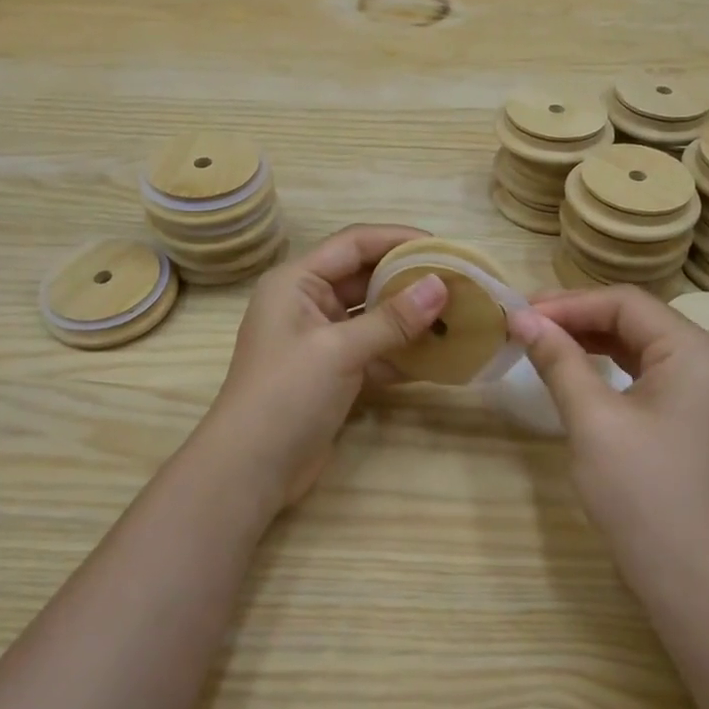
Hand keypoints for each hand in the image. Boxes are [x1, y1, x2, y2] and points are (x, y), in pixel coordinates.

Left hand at [200, 225, 449, 512]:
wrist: (250, 469)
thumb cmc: (286, 395)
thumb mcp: (339, 350)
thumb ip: (392, 319)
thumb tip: (442, 285)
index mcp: (296, 282)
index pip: (354, 243)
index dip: (398, 239)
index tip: (444, 247)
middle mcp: (307, 303)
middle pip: (365, 277)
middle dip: (409, 279)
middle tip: (458, 282)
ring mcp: (320, 340)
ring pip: (373, 316)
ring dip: (411, 317)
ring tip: (458, 316)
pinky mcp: (333, 373)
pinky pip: (374, 350)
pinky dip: (402, 352)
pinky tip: (440, 356)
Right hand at [507, 287, 708, 575]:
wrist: (696, 580)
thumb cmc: (642, 494)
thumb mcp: (592, 420)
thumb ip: (559, 360)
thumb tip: (521, 318)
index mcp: (698, 351)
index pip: (626, 303)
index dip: (568, 303)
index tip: (518, 313)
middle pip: (638, 320)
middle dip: (578, 319)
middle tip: (524, 326)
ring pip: (644, 346)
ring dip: (593, 341)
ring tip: (542, 343)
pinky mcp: (702, 416)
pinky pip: (653, 374)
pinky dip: (613, 368)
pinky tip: (579, 371)